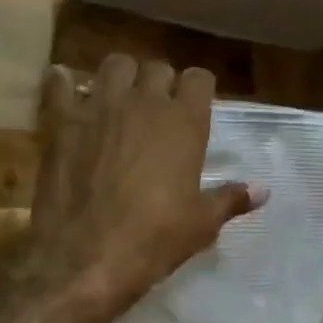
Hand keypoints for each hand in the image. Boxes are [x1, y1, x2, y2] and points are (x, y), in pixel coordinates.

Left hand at [24, 55, 263, 322]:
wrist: (85, 257)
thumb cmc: (154, 239)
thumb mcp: (201, 224)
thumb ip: (231, 198)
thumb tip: (263, 190)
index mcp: (184, 122)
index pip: (200, 78)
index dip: (198, 89)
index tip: (195, 105)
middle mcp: (144, 102)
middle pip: (157, 68)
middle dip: (160, 83)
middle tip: (156, 108)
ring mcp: (100, 107)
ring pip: (114, 65)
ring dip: (120, 76)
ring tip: (117, 98)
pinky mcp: (62, 122)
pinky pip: (60, 84)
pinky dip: (62, 83)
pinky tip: (64, 88)